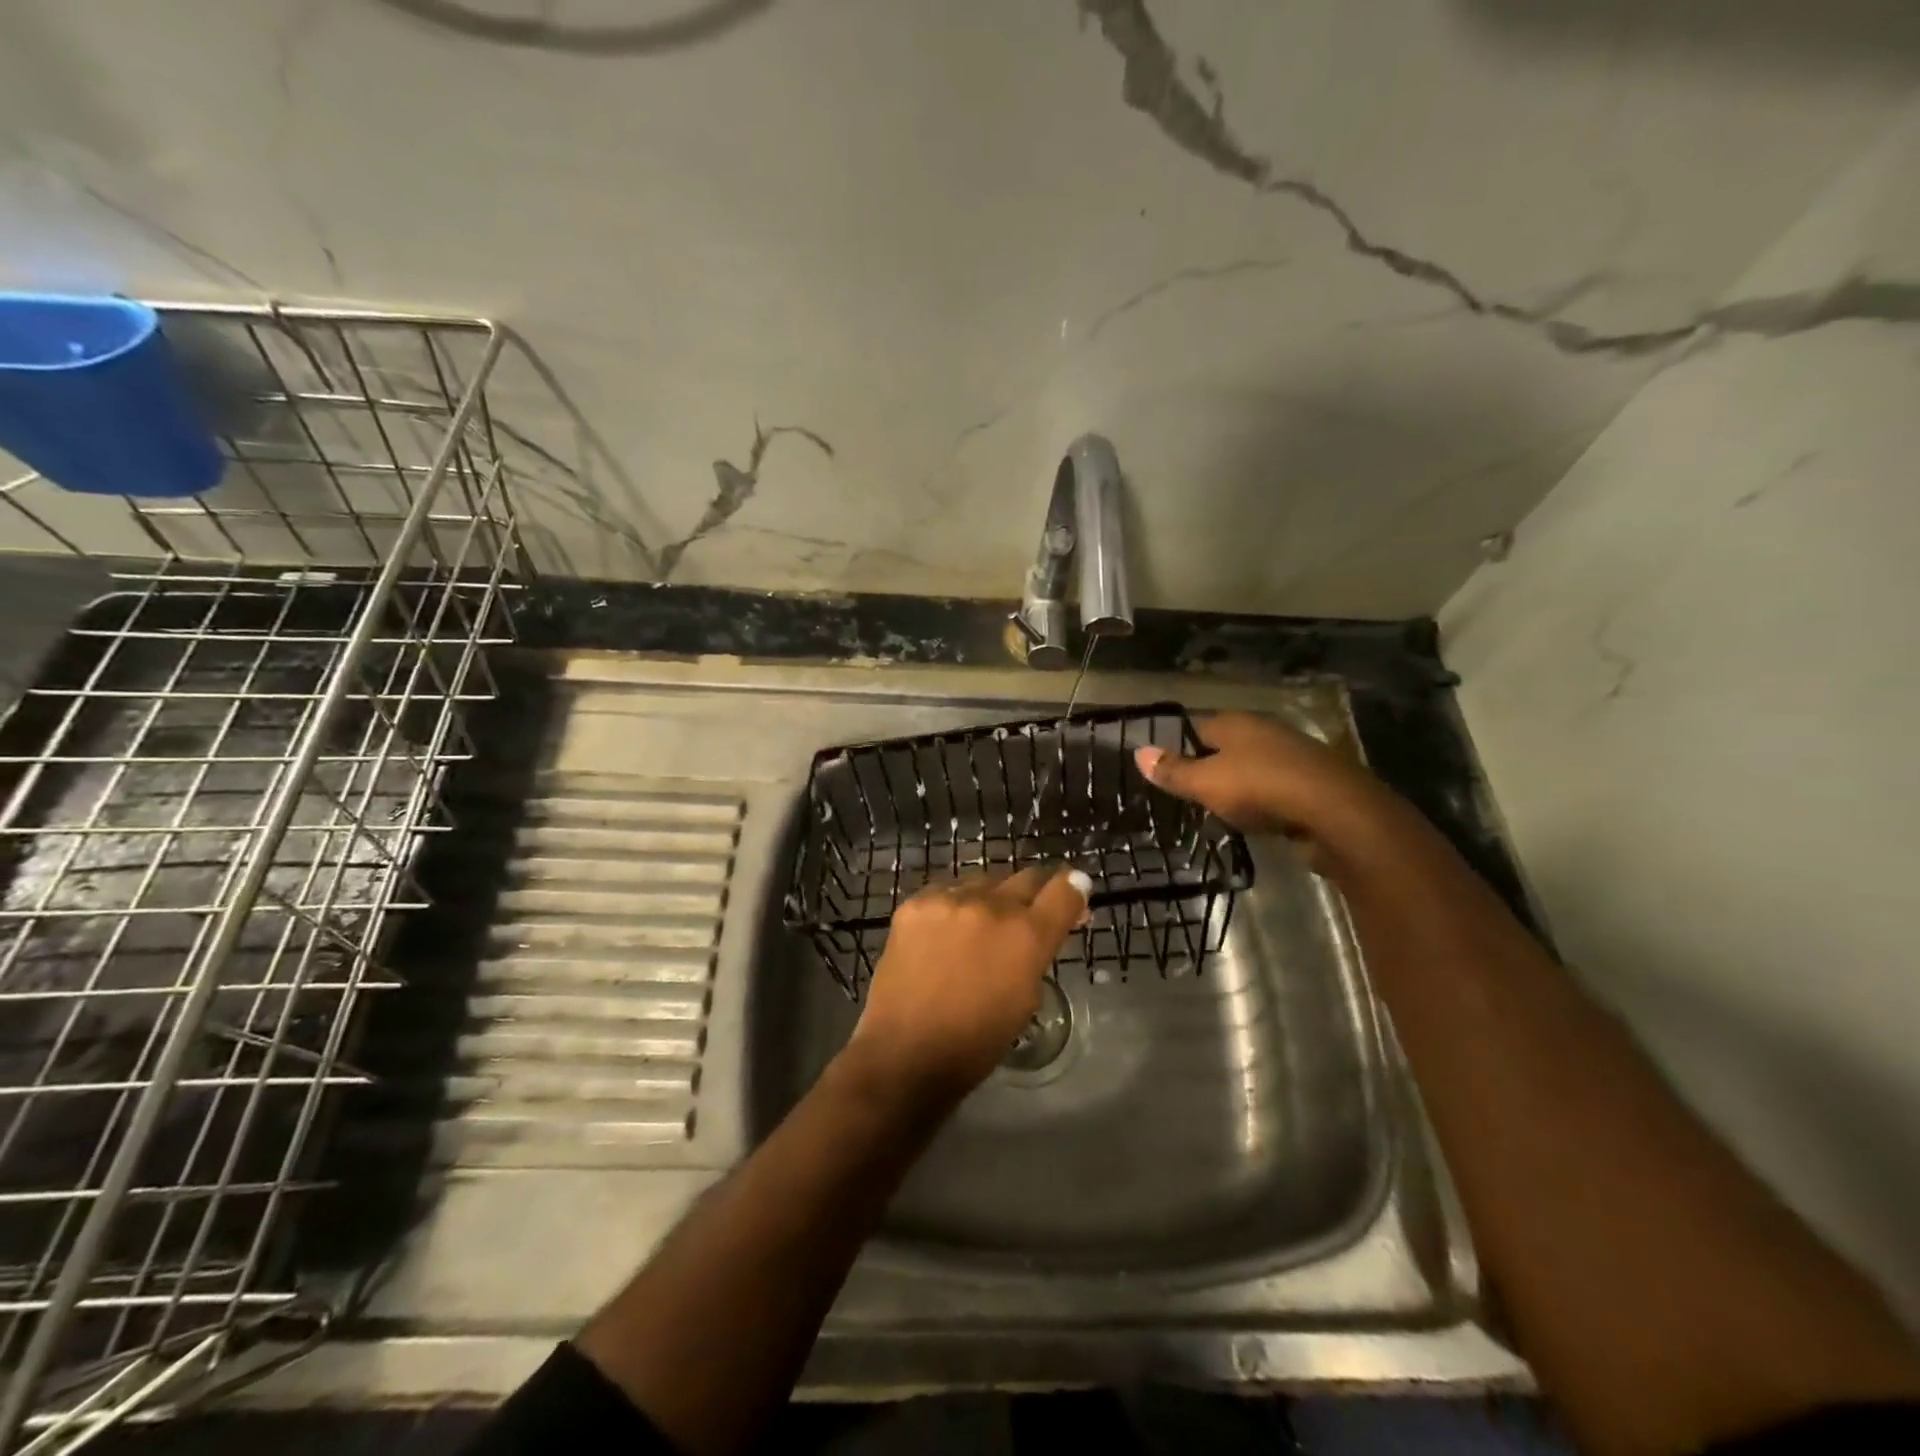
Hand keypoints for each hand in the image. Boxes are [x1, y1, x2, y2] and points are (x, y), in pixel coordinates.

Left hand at [849, 866, 1090, 1101]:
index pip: (1065, 889)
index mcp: (1027, 935)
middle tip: (1028, 915)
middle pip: (1026, 878)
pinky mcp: (915, 903)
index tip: (1074, 894)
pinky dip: (954, 907)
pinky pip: (946, 892)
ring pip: (984, 882)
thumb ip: (1038, 954)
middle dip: (1034, 894)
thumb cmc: (975, 1043)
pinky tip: (945, 932)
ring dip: (991, 900)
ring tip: (979, 929)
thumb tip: (1045, 931)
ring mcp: (950, 900)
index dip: (1074, 889)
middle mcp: (992, 906)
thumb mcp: (1025, 999)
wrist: (903, 1052)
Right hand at [1134, 712, 1389, 853]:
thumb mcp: (1205, 783)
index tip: (1164, 771)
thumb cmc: (1260, 788)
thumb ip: (1173, 771)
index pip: (1195, 727)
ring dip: (1239, 785)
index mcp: (1236, 722)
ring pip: (1254, 767)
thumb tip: (1138, 752)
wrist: (1336, 812)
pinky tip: (1257, 819)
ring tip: (1219, 810)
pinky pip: (1277, 787)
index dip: (1178, 747)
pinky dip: (1265, 801)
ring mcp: (1294, 754)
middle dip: (1209, 767)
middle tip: (1188, 795)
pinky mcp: (1315, 781)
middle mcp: (1265, 730)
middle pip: (1226, 746)